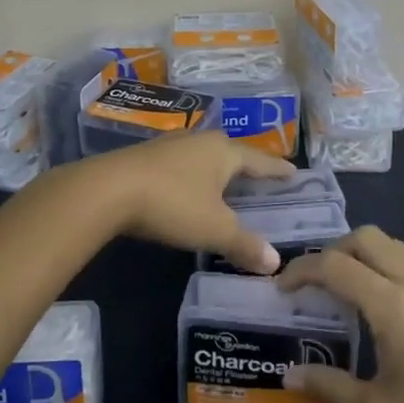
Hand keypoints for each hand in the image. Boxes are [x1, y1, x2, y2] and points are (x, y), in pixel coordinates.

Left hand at [83, 131, 293, 273]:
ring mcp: (171, 145)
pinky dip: (192, 174)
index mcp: (224, 152)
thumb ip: (244, 244)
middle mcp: (200, 141)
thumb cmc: (173, 203)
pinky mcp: (147, 156)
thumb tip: (276, 262)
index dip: (277, 169)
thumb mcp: (214, 229)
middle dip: (247, 164)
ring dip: (216, 168)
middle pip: (231, 151)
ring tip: (226, 180)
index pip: (259, 160)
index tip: (293, 171)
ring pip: (203, 155)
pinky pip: (182, 163)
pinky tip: (188, 184)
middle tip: (261, 176)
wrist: (110, 189)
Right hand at [278, 227, 403, 402]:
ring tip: (343, 294)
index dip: (303, 270)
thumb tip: (290, 374)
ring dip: (363, 258)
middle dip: (334, 250)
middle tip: (313, 283)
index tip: (281, 288)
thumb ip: (329, 387)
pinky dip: (387, 272)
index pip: (336, 266)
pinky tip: (383, 314)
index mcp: (395, 304)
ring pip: (395, 249)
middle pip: (368, 239)